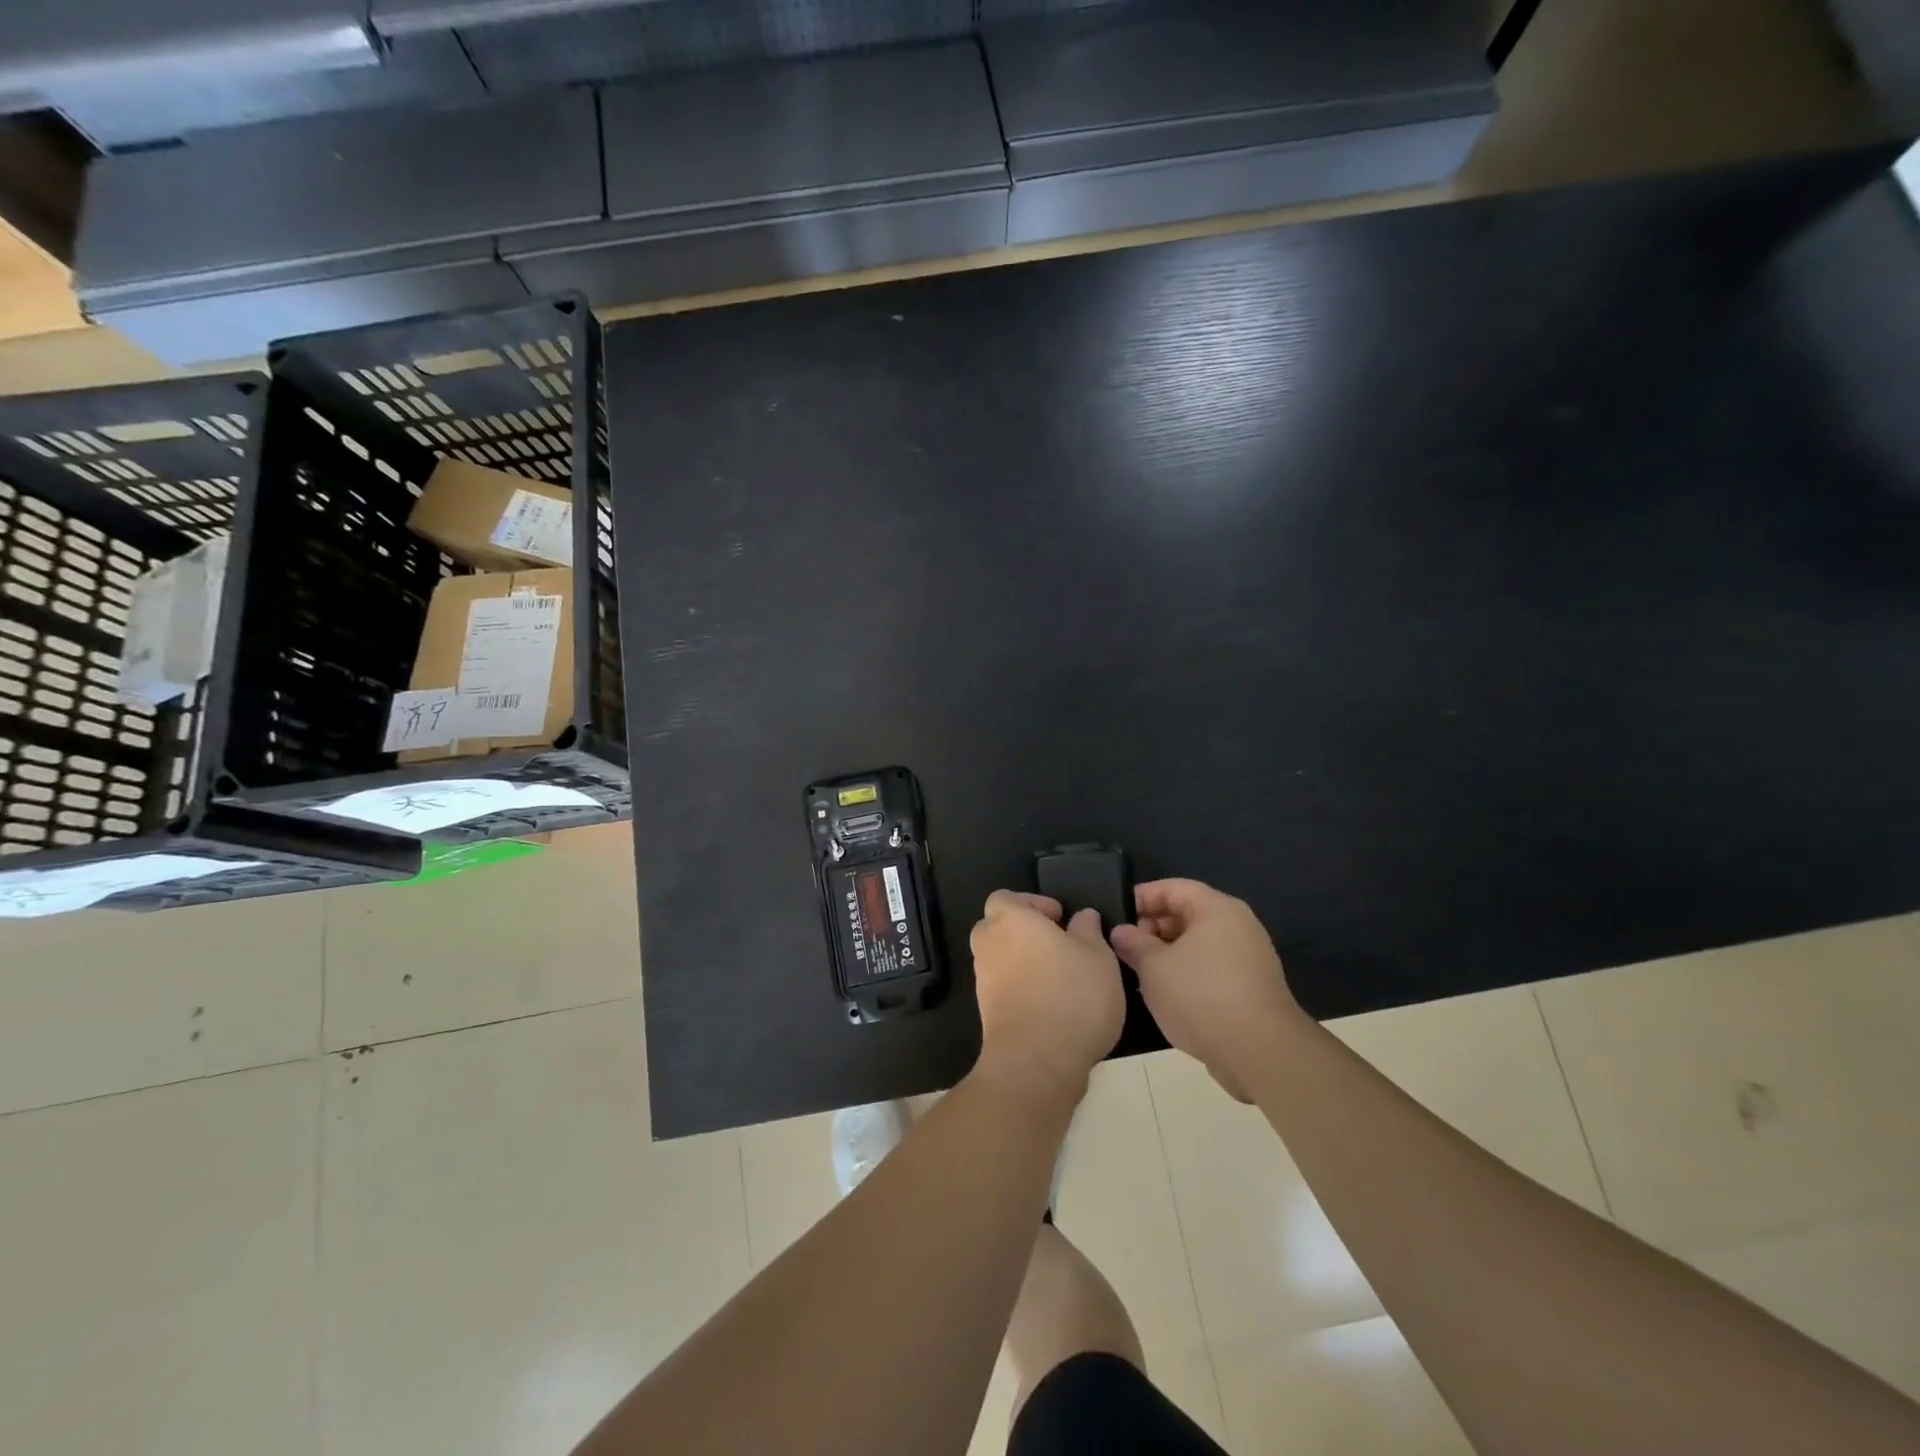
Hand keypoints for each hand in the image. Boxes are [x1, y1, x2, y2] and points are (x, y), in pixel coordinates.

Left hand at [970, 891, 1125, 1103]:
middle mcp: (989, 945)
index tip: (1060, 919)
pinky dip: (1022, 989)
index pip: (1005, 898)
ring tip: (1063, 977)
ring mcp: (983, 980)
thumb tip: (1082, 917)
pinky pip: (1003, 987)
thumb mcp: (1098, 956)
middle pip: (999, 927)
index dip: (1032, 903)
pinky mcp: (987, 1012)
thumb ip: (1088, 930)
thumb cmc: (1072, 995)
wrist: (1037, 1062)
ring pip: (1001, 959)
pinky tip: (1053, 1004)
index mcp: (1010, 920)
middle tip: (1060, 945)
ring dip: (1025, 962)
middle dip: (1025, 932)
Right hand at [1110, 879, 1301, 1100]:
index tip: (1116, 916)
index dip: (1141, 897)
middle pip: (1188, 913)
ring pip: (1199, 942)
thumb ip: (1134, 943)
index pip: (1173, 888)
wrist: (1260, 1053)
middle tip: (1126, 947)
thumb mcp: (1154, 967)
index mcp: (1217, 909)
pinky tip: (1168, 993)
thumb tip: (1121, 931)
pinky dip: (1188, 971)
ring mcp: (1249, 957)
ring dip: (1168, 952)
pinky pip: (1212, 965)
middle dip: (1153, 927)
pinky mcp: (1252, 986)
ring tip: (1141, 971)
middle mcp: (1238, 925)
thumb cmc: (1201, 996)